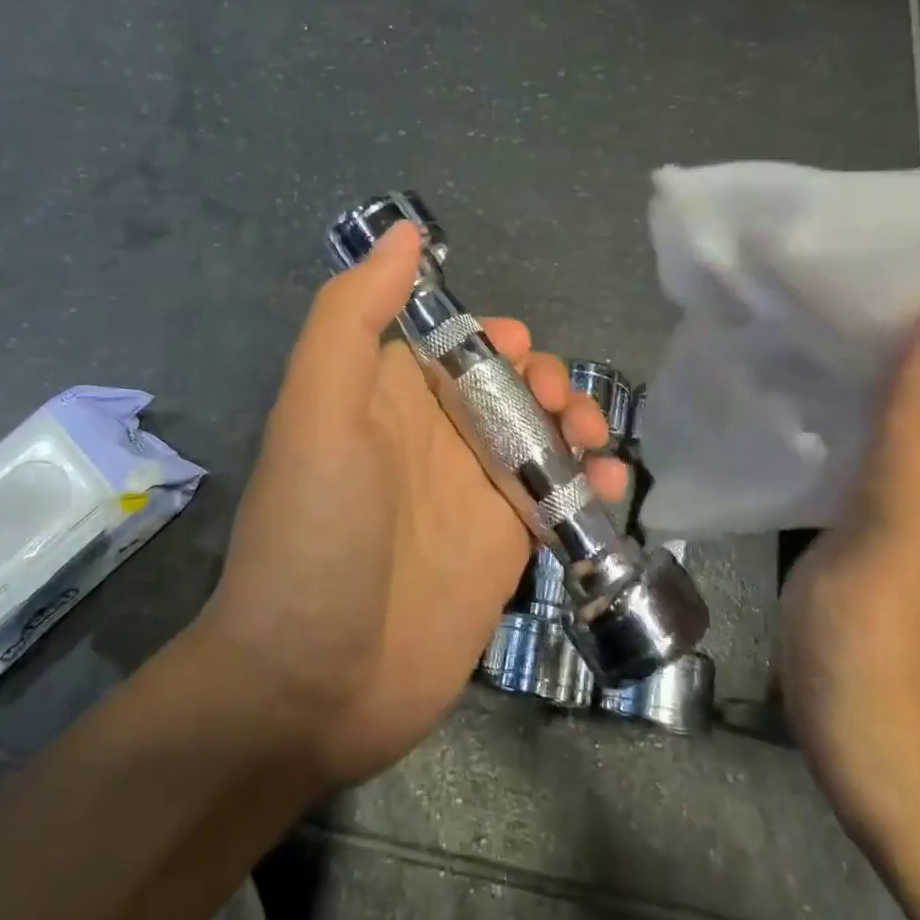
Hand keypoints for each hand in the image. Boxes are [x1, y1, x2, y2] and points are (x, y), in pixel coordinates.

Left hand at [197, 222, 628, 787]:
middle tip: (561, 409)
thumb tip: (404, 234)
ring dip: (578, 427)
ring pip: (542, 439)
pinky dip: (592, 487)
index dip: (495, 339)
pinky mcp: (502, 553)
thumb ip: (351, 318)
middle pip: (509, 388)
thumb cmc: (314, 535)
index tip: (522, 353)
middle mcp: (431, 440)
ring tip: (595, 446)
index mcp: (387, 399)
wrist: (310, 685)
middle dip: (547, 382)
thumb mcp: (317, 411)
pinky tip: (609, 489)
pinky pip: (559, 502)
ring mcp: (470, 498)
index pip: (454, 345)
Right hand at [779, 279, 919, 908]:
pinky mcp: (898, 531)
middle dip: (865, 311)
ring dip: (843, 356)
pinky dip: (832, 408)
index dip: (913, 280)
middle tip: (770, 277)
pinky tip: (780, 399)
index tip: (826, 244)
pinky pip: (871, 445)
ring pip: (900, 401)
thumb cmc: (911, 691)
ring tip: (761, 320)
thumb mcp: (916, 556)